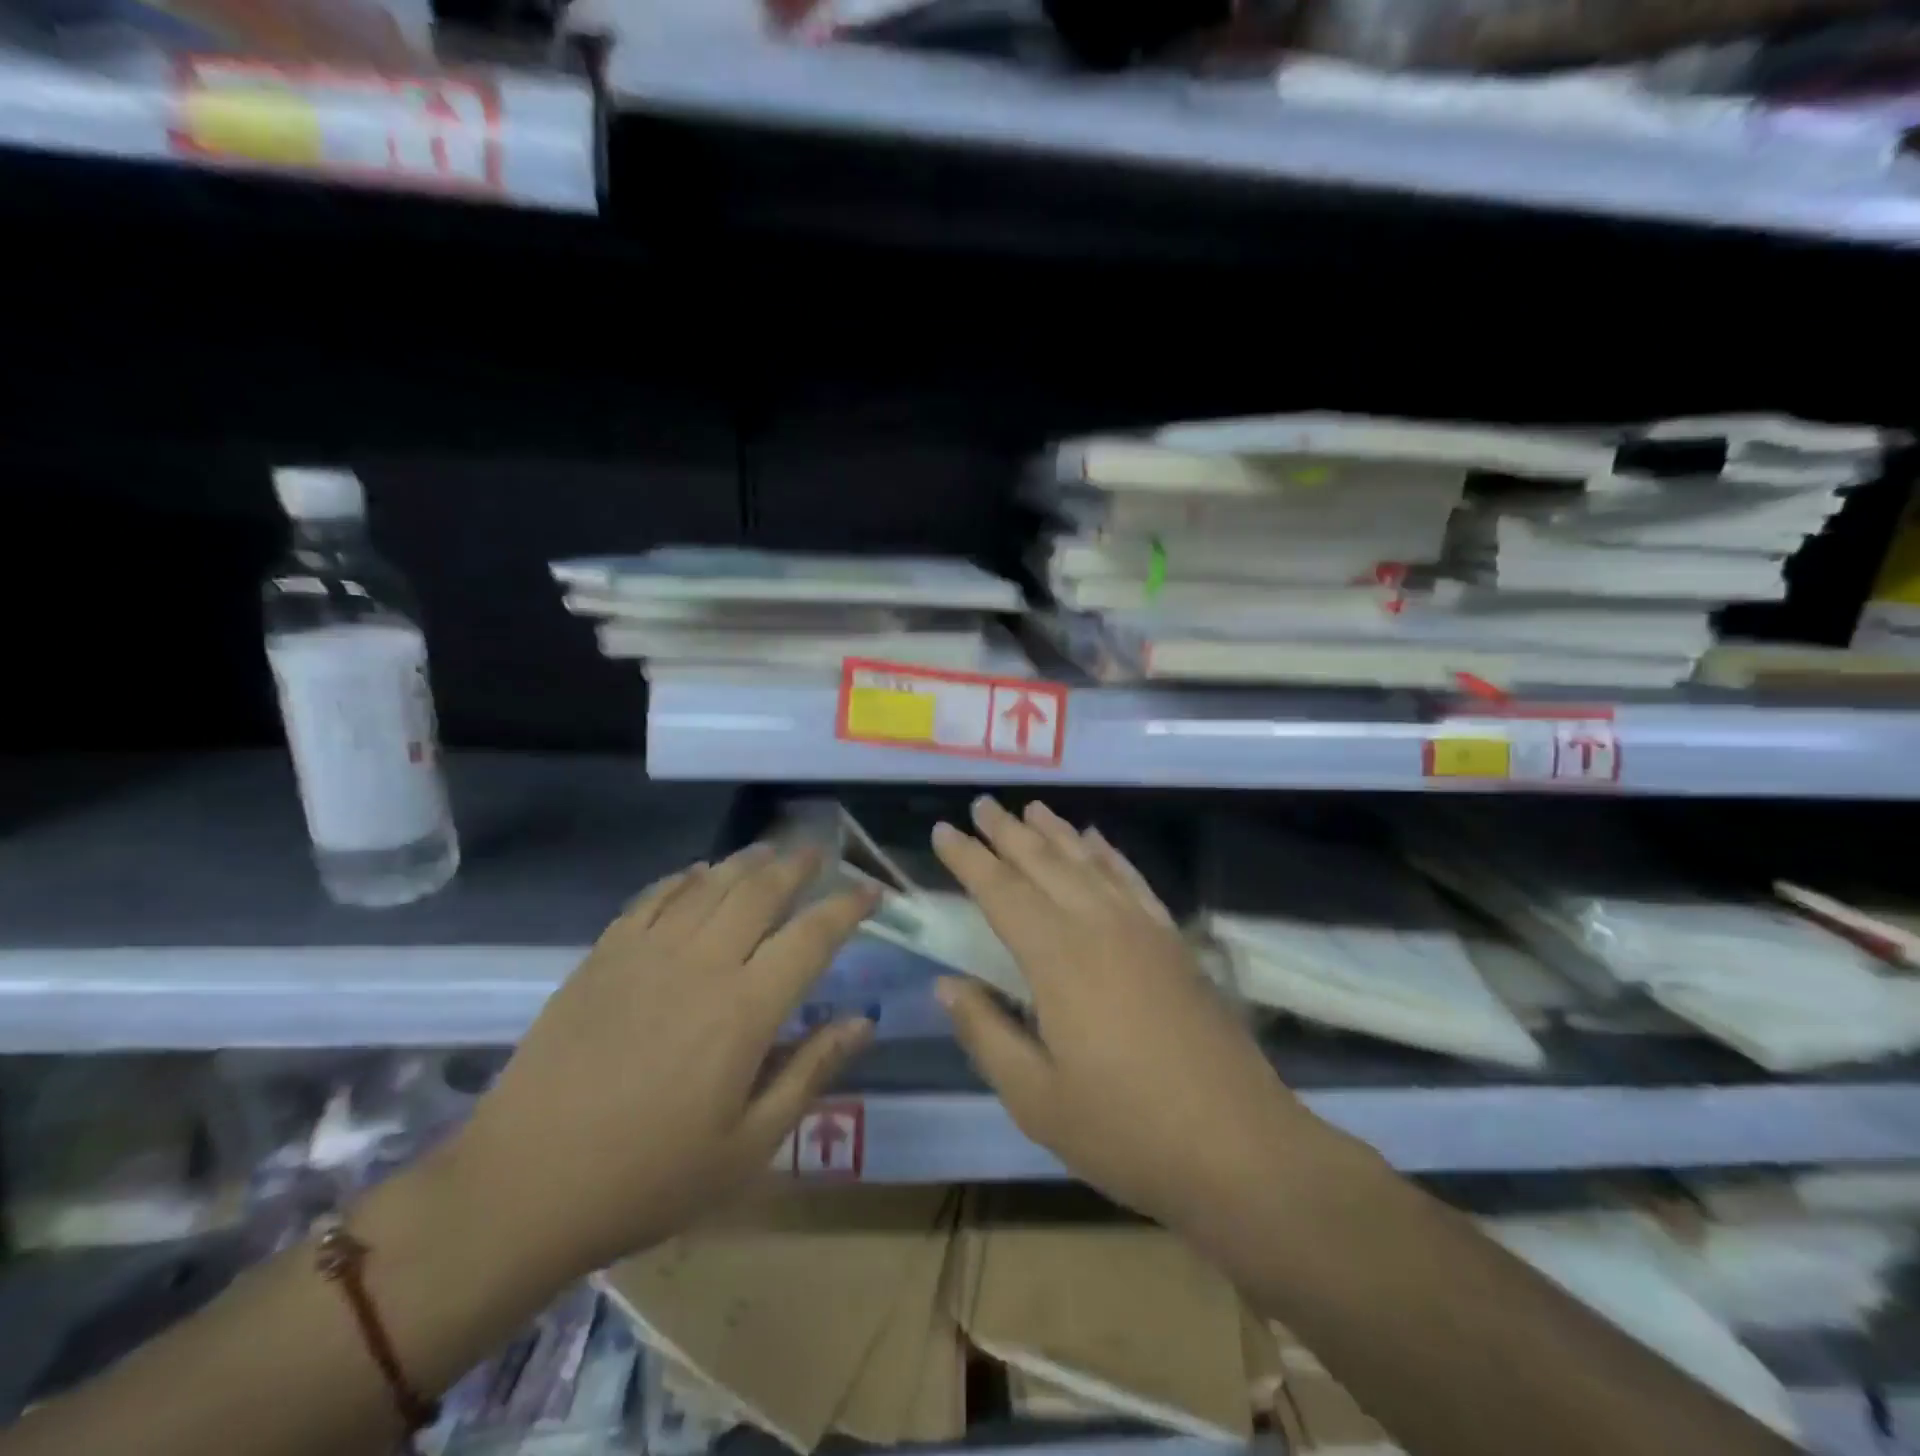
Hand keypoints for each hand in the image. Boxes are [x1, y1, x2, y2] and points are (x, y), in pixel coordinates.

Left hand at [446, 845, 876, 1278]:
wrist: (522, 1187)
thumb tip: (864, 1022)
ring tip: (770, 851)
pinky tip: (698, 873)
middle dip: (798, 865)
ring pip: (710, 885)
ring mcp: (647, 953)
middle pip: (761, 891)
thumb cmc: (649, 1177)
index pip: (813, 936)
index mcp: (745, 1010)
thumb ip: (811, 1072)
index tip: (871, 891)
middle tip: (821, 853)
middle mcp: (702, 964)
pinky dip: (684, 878)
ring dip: (747, 861)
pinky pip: (653, 898)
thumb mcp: (749, 1145)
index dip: (848, 907)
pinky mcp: (603, 956)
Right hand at [931, 797, 1308, 1234]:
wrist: (1239, 1147)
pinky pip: (1133, 880)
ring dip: (1055, 832)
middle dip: (1007, 832)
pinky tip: (1096, 840)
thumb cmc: (1126, 1130)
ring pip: (1088, 863)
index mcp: (1058, 959)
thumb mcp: (1036, 1099)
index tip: (942, 830)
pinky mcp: (1173, 942)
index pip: (1001, 891)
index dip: (968, 859)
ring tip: (1030, 808)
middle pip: (1044, 863)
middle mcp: (1099, 927)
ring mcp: (1142, 930)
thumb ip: (986, 1033)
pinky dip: (1109, 854)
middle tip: (980, 804)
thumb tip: (946, 984)